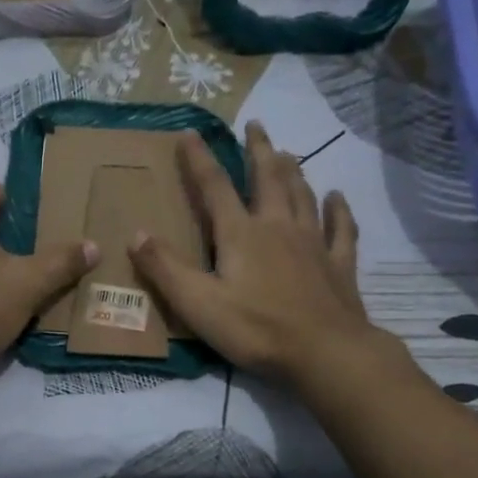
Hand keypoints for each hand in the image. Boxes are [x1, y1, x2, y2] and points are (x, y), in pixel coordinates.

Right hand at [128, 122, 384, 383]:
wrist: (325, 352)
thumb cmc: (256, 329)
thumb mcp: (198, 304)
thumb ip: (165, 268)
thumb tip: (136, 233)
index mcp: (241, 234)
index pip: (215, 187)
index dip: (200, 159)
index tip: (190, 132)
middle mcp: (278, 227)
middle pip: (268, 178)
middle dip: (259, 150)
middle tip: (256, 125)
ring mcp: (313, 243)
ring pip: (303, 195)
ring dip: (294, 171)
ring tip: (288, 152)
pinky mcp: (339, 265)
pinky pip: (341, 228)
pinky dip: (338, 209)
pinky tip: (337, 196)